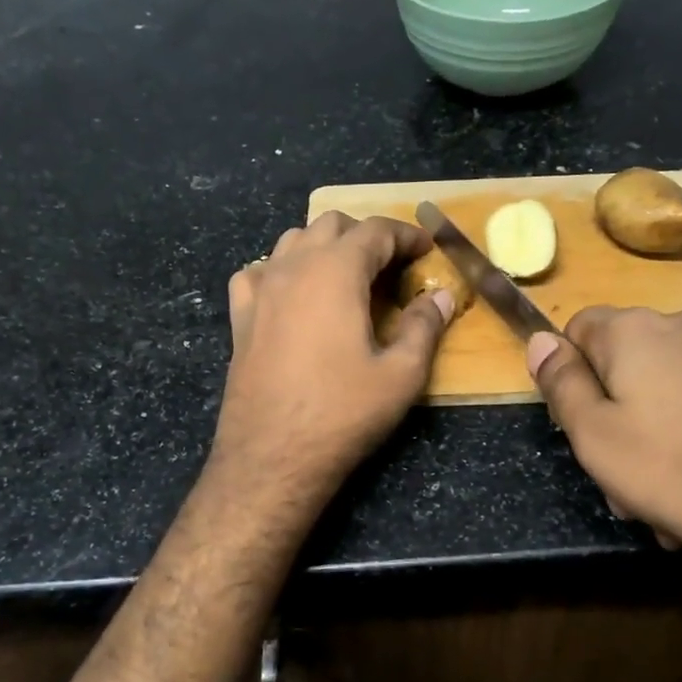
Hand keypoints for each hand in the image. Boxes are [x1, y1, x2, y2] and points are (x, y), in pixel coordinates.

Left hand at [211, 211, 451, 509]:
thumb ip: (424, 327)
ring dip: (324, 246)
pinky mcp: (240, 317)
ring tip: (347, 276)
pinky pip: (259, 272)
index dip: (406, 235)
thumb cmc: (343, 413)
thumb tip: (440, 296)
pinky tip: (293, 294)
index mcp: (336, 271)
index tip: (426, 249)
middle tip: (392, 266)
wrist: (272, 456)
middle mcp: (293, 267)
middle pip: (331, 225)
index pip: (375, 231)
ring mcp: (260, 290)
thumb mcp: (400, 375)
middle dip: (366, 236)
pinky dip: (283, 270)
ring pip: (292, 241)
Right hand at [527, 306, 681, 597]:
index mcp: (637, 332)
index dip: (571, 377)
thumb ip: (562, 386)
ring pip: (678, 400)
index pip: (580, 329)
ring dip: (666, 451)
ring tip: (681, 517)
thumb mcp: (598, 437)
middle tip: (629, 491)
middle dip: (622, 427)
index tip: (582, 427)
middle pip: (632, 370)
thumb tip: (538, 340)